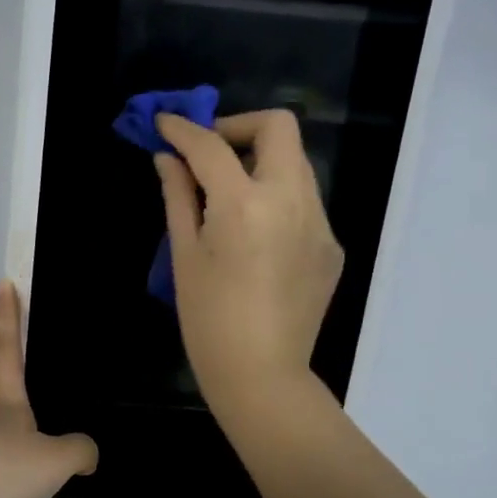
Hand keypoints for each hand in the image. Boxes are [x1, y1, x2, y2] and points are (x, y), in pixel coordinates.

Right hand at [154, 110, 344, 410]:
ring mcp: (320, 222)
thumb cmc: (208, 320)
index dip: (184, 128)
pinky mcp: (331, 245)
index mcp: (245, 204)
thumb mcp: (184, 254)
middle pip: (278, 127)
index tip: (165, 122)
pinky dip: (276, 197)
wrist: (262, 375)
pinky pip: (304, 201)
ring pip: (295, 162)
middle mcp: (291, 201)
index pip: (212, 145)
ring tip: (228, 192)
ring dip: (259, 161)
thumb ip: (178, 196)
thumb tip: (168, 158)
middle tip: (208, 152)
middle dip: (238, 126)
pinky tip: (255, 234)